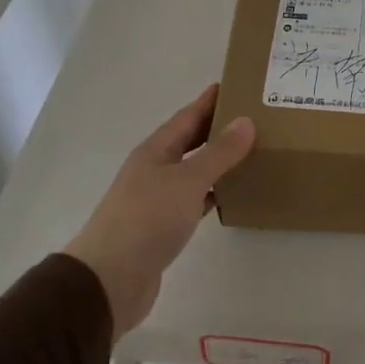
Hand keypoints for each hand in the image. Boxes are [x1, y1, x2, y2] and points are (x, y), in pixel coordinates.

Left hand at [65, 85, 255, 338]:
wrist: (110, 279)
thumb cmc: (147, 220)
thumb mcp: (187, 180)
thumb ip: (218, 153)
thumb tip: (246, 121)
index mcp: (155, 151)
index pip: (187, 117)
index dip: (210, 101)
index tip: (237, 84)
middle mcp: (154, 170)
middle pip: (189, 141)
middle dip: (217, 128)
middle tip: (254, 117)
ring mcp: (156, 199)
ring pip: (193, 171)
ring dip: (217, 161)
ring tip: (250, 152)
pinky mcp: (163, 227)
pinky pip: (194, 200)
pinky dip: (213, 193)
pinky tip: (231, 195)